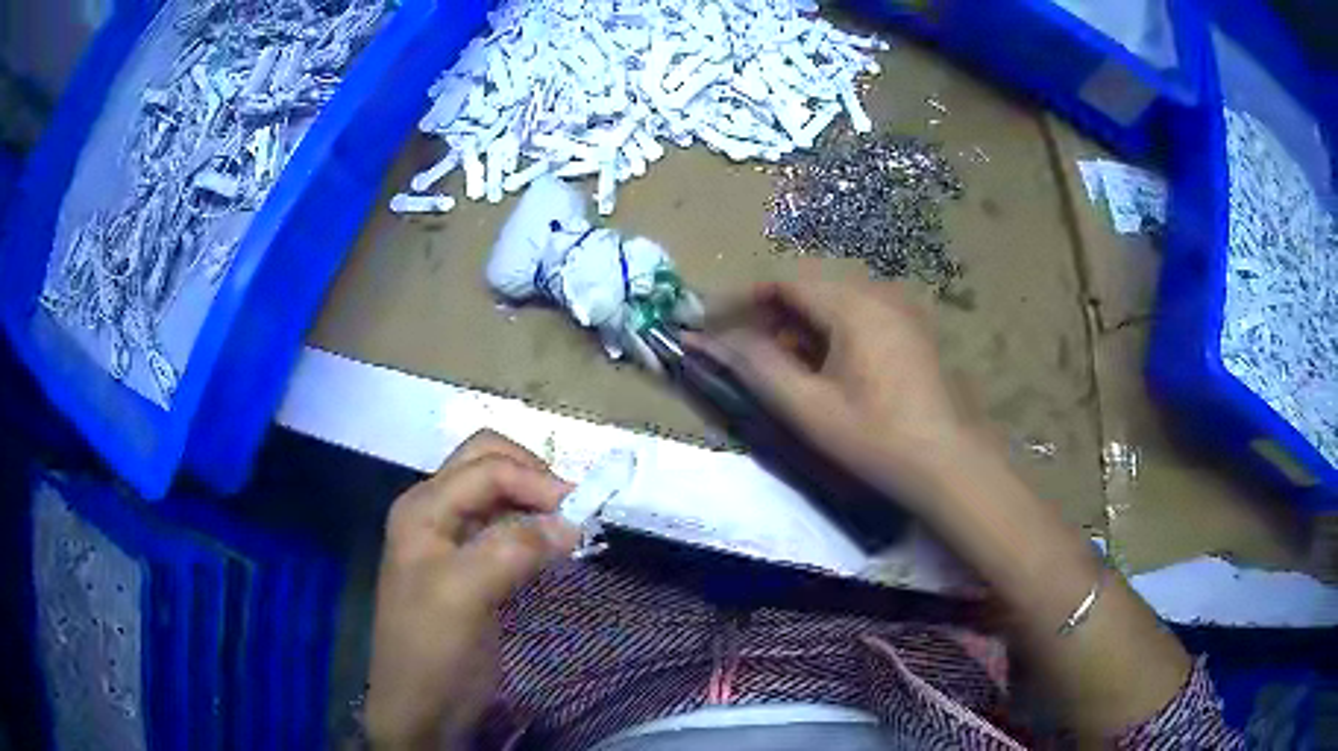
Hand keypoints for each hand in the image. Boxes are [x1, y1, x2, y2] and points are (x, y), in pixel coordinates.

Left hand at [365, 430, 579, 749]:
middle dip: (533, 478)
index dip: (535, 481)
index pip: (486, 468)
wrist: (422, 708)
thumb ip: (512, 549)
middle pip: (488, 464)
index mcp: (423, 507)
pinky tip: (553, 549)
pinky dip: (533, 528)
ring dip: (535, 502)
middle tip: (572, 511)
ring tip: (570, 529)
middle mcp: (434, 511)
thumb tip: (572, 521)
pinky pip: (506, 528)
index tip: (582, 512)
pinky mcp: (471, 566)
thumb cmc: (432, 649)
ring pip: (499, 494)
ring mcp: (452, 538)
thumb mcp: (464, 594)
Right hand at [690, 276, 971, 513]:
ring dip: (799, 327)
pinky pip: (859, 316)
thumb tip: (705, 340)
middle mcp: (879, 293)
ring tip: (781, 368)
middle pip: (809, 290)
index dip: (740, 302)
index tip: (710, 328)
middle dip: (769, 317)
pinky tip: (825, 371)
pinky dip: (830, 335)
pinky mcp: (913, 330)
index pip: (783, 282)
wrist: (948, 464)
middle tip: (742, 354)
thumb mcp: (807, 407)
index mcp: (853, 304)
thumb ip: (755, 366)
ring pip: (834, 303)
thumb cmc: (875, 437)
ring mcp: (901, 309)